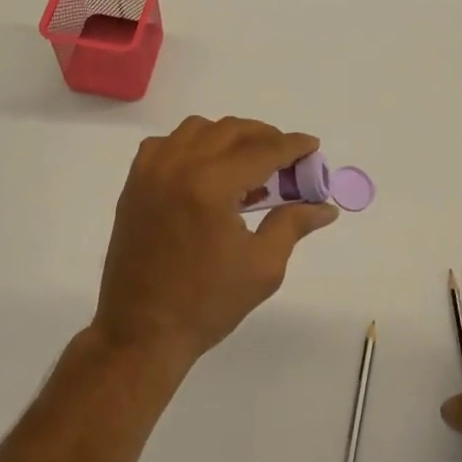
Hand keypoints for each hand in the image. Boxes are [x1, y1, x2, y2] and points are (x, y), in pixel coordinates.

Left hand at [93, 116, 338, 368]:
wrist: (141, 332)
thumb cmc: (206, 304)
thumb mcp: (262, 267)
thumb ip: (293, 224)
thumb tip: (325, 206)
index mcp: (211, 185)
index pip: (262, 150)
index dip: (292, 146)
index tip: (312, 146)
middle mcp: (180, 165)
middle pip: (232, 130)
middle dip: (264, 137)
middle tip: (286, 158)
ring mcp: (152, 169)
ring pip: (199, 128)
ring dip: (228, 137)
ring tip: (247, 163)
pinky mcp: (135, 180)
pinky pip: (168, 142)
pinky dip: (192, 145)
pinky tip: (204, 169)